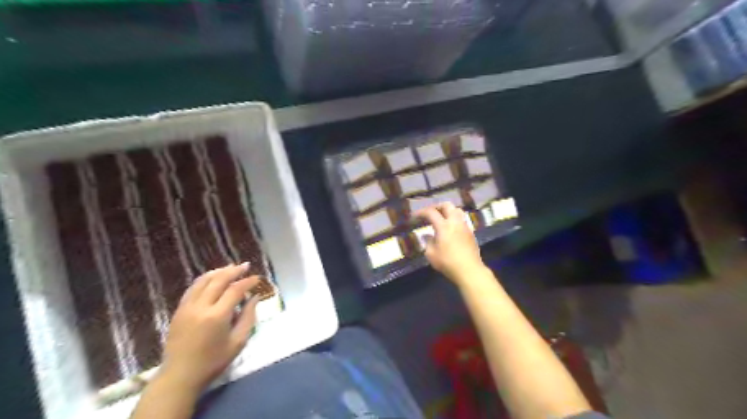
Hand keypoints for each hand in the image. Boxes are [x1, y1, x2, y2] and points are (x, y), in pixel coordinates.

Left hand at [158, 263, 260, 394]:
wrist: (180, 376)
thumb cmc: (213, 361)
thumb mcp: (238, 342)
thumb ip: (248, 317)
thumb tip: (255, 297)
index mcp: (217, 316)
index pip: (235, 290)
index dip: (248, 282)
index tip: (257, 278)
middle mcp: (201, 307)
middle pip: (218, 280)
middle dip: (233, 271)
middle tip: (245, 266)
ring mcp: (187, 307)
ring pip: (203, 281)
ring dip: (218, 272)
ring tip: (230, 268)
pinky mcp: (178, 311)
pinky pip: (192, 288)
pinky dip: (204, 280)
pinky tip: (212, 279)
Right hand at [411, 201, 487, 285]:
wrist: (469, 270)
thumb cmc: (448, 262)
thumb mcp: (431, 254)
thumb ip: (428, 242)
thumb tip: (426, 235)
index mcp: (443, 226)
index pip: (431, 212)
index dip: (421, 212)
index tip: (415, 216)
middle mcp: (455, 222)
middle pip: (447, 205)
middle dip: (437, 206)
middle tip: (430, 213)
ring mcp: (464, 226)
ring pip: (457, 210)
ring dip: (448, 211)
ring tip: (441, 218)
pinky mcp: (471, 233)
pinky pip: (461, 219)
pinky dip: (454, 219)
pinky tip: (450, 228)